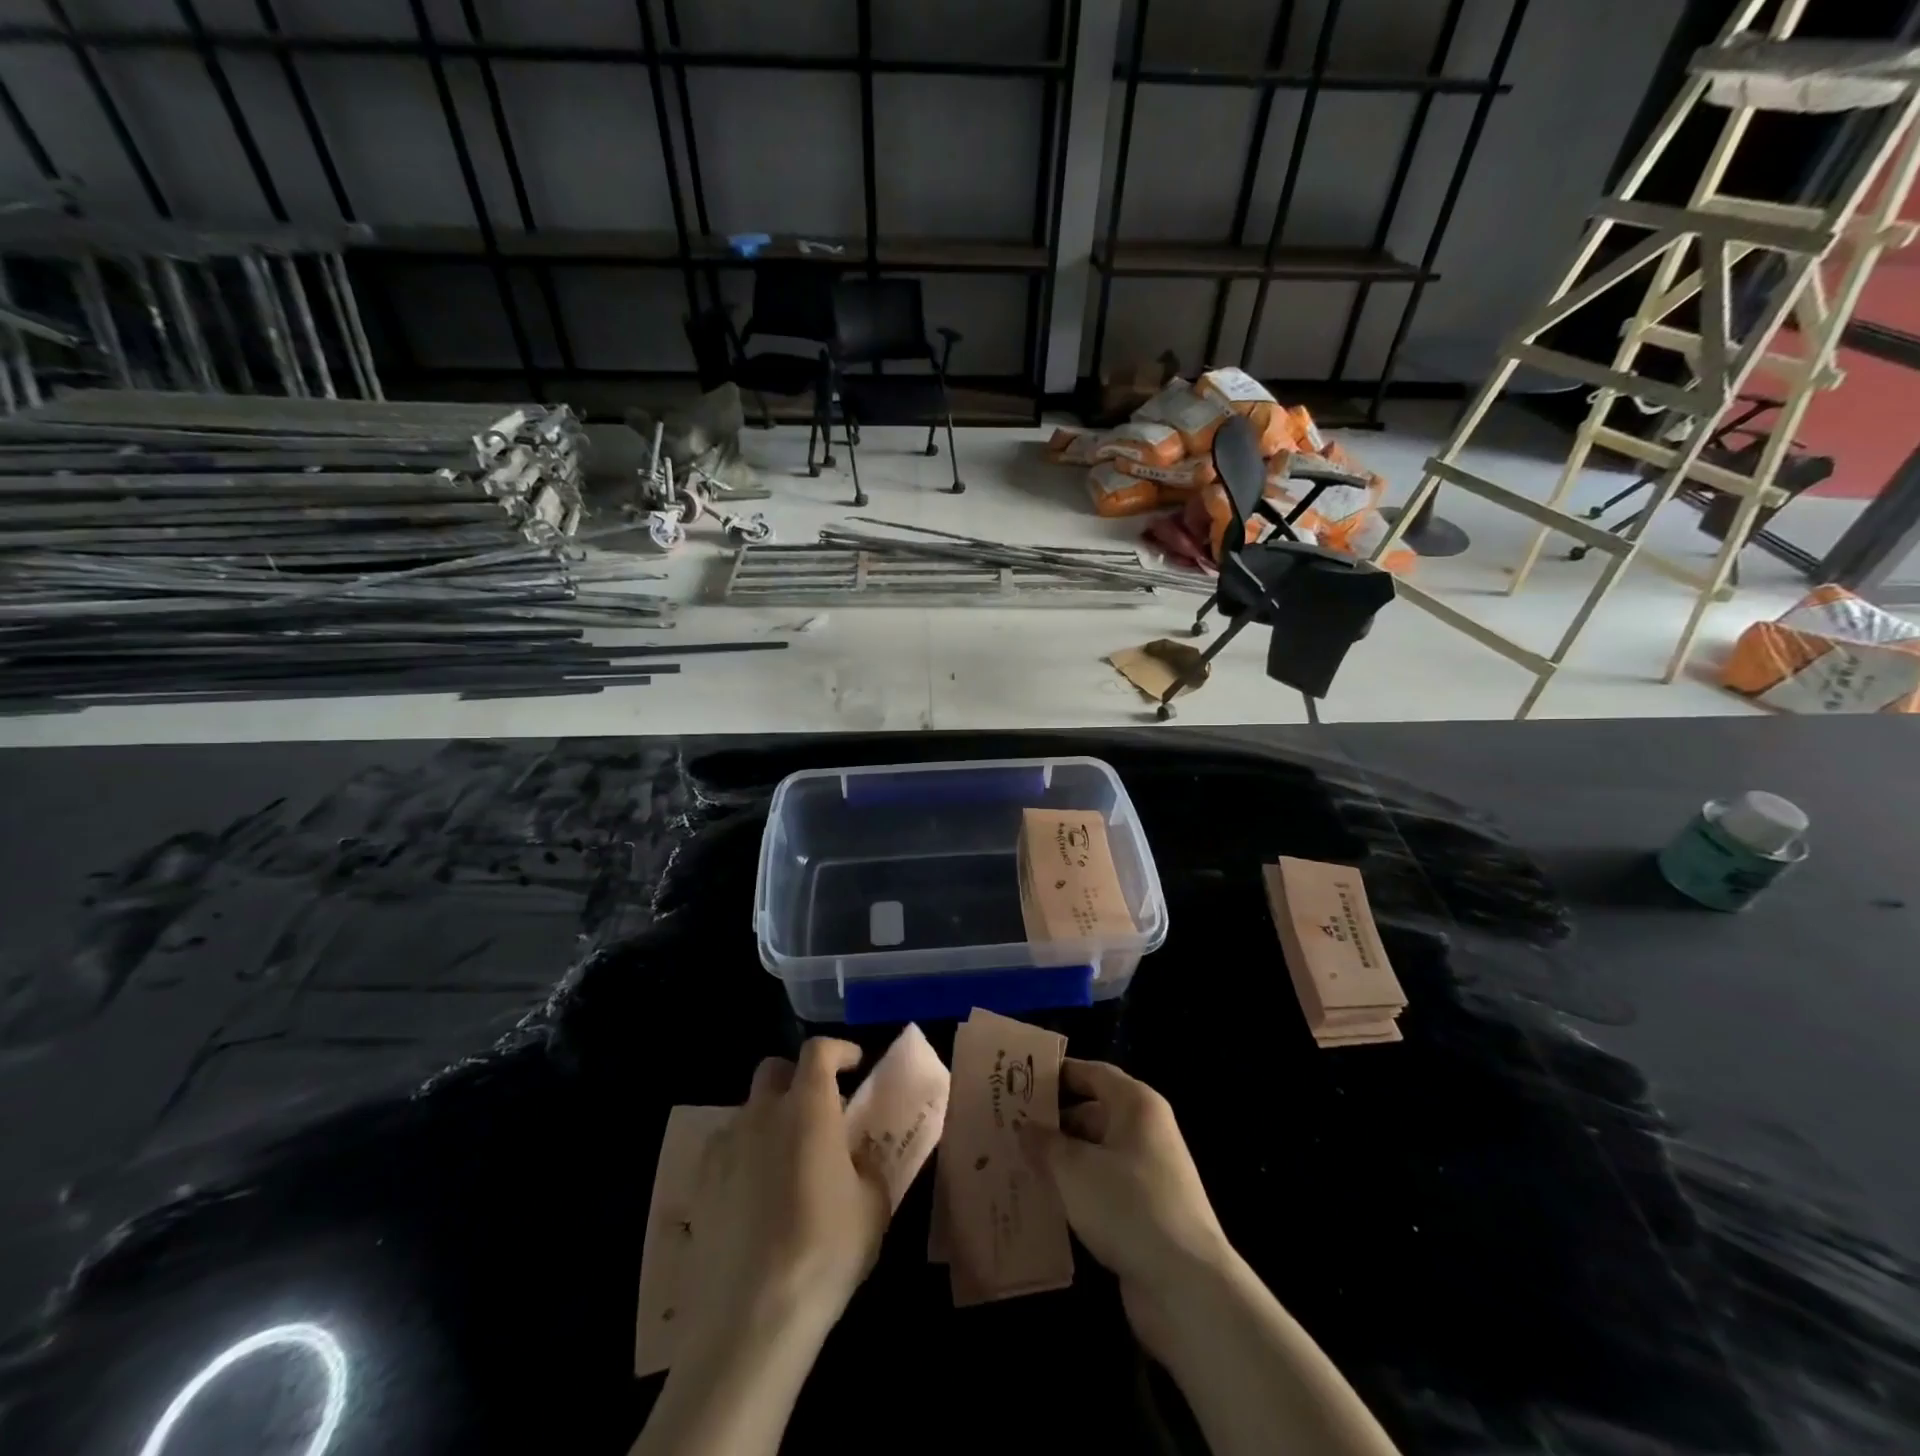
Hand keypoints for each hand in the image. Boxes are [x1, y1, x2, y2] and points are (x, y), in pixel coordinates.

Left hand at [683, 1039, 890, 1344]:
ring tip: (787, 1162)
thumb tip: (857, 1158)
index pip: (818, 1050)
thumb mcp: (872, 1207)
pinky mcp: (699, 1186)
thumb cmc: (824, 1252)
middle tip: (819, 1111)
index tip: (855, 1065)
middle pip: (774, 1070)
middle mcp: (761, 1113)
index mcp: (807, 1107)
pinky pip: (725, 1151)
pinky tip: (755, 1198)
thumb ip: (867, 1167)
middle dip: (797, 1079)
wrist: (750, 1320)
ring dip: (770, 1121)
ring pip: (748, 1112)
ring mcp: (724, 1148)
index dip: (838, 1050)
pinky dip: (744, 1157)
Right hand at [1019, 1059, 1234, 1360]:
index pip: (1092, 1073)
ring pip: (1096, 1153)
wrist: (1186, 1287)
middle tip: (1009, 1126)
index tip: (1019, 1080)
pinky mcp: (1146, 1213)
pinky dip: (1077, 1190)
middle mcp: (1146, 1131)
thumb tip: (1025, 1127)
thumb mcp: (1074, 1169)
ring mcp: (1149, 1174)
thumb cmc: (1128, 1206)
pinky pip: (1103, 1187)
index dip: (1057, 1074)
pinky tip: (1045, 1202)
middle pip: (1093, 1112)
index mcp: (1136, 1105)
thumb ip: (1045, 1143)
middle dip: (1053, 1121)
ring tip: (1018, 1163)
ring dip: (1062, 1159)